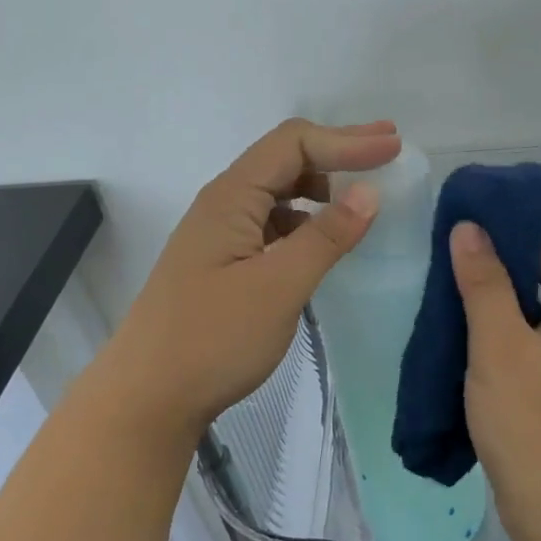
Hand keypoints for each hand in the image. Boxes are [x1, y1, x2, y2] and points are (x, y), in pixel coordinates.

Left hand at [103, 119, 400, 446]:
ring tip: (362, 191)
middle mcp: (224, 204)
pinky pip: (272, 222)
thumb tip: (369, 192)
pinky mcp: (224, 262)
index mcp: (232, 198)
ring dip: (322, 183)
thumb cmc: (213, 340)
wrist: (147, 399)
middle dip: (338, 149)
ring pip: (278, 191)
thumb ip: (326, 237)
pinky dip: (306, 218)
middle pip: (285, 158)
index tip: (393, 148)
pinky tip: (324, 236)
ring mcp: (221, 234)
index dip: (346, 140)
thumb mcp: (279, 287)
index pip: (294, 144)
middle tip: (388, 145)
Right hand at [449, 220, 540, 540]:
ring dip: (499, 286)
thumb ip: (484, 283)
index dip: (512, 216)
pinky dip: (504, 319)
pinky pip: (534, 330)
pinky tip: (465, 318)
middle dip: (501, 248)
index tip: (465, 205)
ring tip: (448, 270)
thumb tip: (469, 227)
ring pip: (539, 298)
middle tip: (449, 237)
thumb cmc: (535, 428)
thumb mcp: (499, 350)